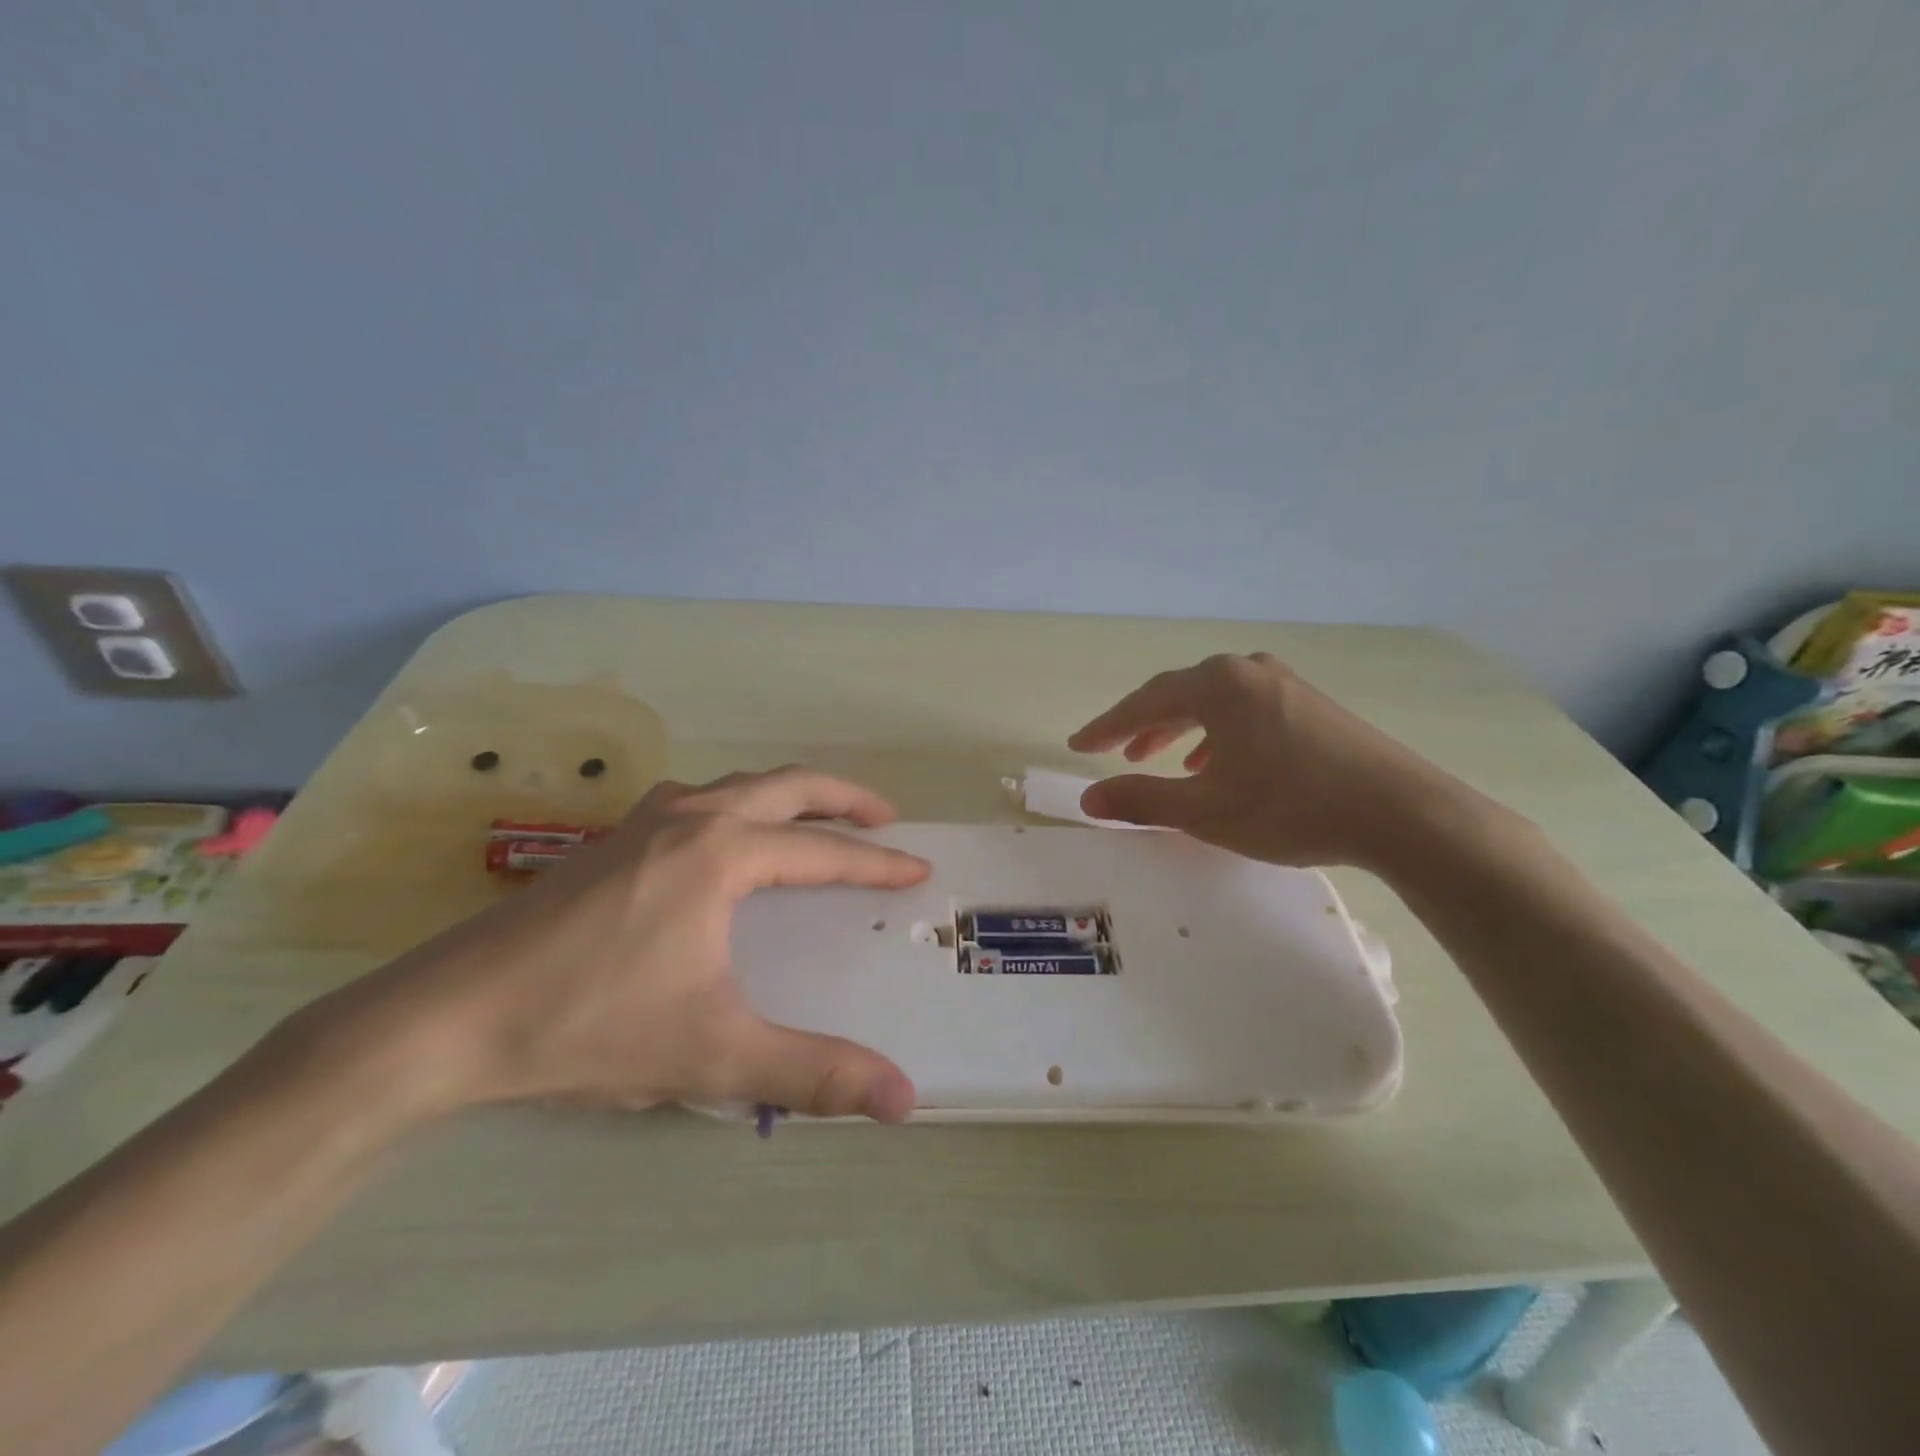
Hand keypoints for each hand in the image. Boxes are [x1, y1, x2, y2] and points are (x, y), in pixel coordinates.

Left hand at [304, 767, 929, 1124]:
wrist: (445, 1020)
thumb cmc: (588, 1026)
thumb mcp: (713, 1054)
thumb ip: (813, 1072)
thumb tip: (904, 1099)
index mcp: (720, 853)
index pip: (821, 852)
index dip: (875, 864)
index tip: (917, 867)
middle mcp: (688, 818)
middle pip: (786, 786)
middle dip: (843, 797)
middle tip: (885, 815)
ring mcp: (641, 822)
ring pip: (736, 784)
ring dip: (787, 793)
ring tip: (816, 818)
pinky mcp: (608, 840)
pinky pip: (696, 799)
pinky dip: (737, 803)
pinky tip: (724, 836)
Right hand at [1068, 652, 1485, 871]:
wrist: (1400, 813)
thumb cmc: (1290, 807)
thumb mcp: (1205, 811)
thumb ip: (1141, 800)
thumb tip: (1088, 800)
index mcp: (1216, 685)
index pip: (1144, 702)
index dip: (1106, 727)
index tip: (1079, 745)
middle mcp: (1246, 670)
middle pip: (1178, 694)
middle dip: (1143, 725)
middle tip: (1117, 753)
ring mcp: (1283, 683)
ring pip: (1213, 702)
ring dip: (1180, 730)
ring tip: (1161, 760)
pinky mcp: (1309, 703)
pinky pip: (1244, 709)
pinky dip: (1218, 733)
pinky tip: (1220, 764)